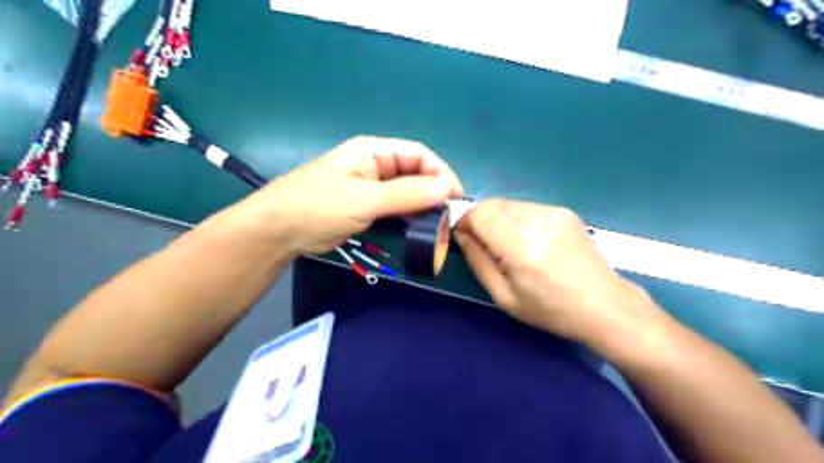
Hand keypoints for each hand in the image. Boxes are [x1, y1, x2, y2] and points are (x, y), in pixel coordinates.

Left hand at [224, 136, 461, 255]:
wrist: (277, 231)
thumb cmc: (316, 207)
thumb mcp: (363, 200)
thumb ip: (406, 194)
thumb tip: (447, 190)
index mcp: (373, 151)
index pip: (419, 154)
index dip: (440, 173)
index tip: (455, 198)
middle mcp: (375, 165)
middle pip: (415, 173)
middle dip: (434, 191)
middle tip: (449, 217)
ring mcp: (370, 187)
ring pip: (406, 192)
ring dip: (423, 206)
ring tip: (438, 225)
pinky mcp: (366, 207)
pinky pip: (395, 208)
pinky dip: (409, 217)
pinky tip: (418, 229)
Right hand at [453, 197, 672, 349]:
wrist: (605, 306)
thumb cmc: (551, 310)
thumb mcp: (504, 296)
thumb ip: (478, 261)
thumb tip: (461, 235)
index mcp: (522, 248)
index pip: (481, 213)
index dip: (464, 221)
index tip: (463, 237)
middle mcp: (539, 221)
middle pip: (493, 204)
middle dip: (480, 219)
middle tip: (485, 245)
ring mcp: (555, 213)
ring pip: (509, 204)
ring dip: (499, 219)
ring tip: (510, 246)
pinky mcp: (565, 212)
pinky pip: (527, 208)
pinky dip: (517, 220)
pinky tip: (530, 242)